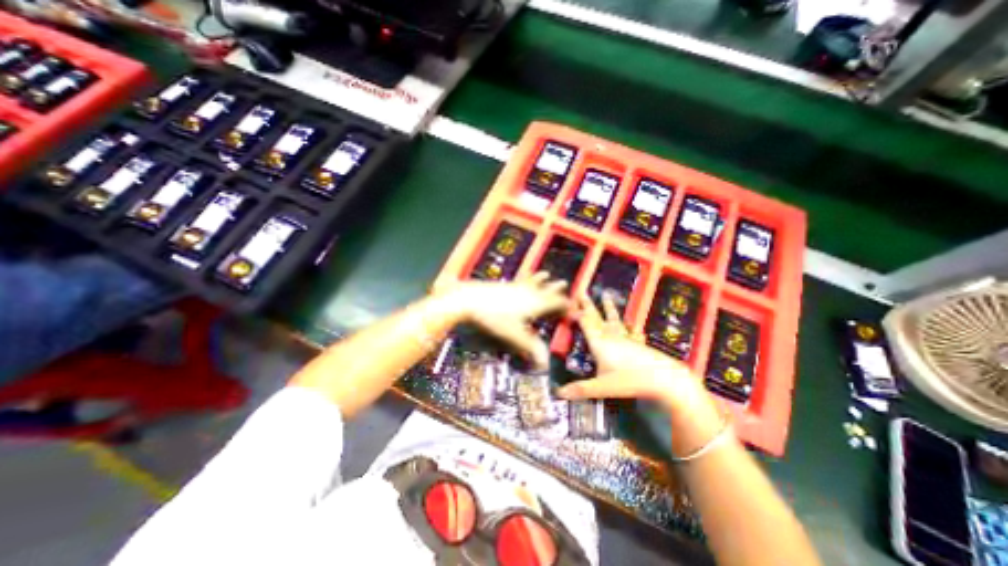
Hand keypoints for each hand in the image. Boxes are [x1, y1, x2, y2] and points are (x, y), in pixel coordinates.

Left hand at [437, 271, 570, 368]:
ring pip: (532, 281)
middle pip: (545, 289)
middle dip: (555, 288)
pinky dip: (526, 278)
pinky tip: (520, 279)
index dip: (566, 305)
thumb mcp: (514, 335)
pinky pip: (520, 279)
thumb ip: (531, 347)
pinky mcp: (503, 285)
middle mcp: (528, 292)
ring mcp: (515, 287)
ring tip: (546, 273)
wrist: (470, 299)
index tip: (573, 307)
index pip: (556, 303)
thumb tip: (545, 363)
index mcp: (535, 303)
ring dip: (540, 278)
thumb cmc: (494, 317)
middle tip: (564, 283)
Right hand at [559, 290, 707, 413]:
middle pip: (596, 317)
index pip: (585, 323)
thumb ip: (579, 389)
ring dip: (608, 308)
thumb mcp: (601, 387)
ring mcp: (626, 338)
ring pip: (614, 320)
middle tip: (582, 292)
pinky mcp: (639, 343)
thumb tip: (557, 393)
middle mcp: (611, 336)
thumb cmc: (629, 381)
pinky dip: (631, 327)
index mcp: (599, 342)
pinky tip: (635, 326)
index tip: (569, 303)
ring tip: (606, 295)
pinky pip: (632, 332)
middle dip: (588, 305)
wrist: (664, 379)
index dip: (576, 313)